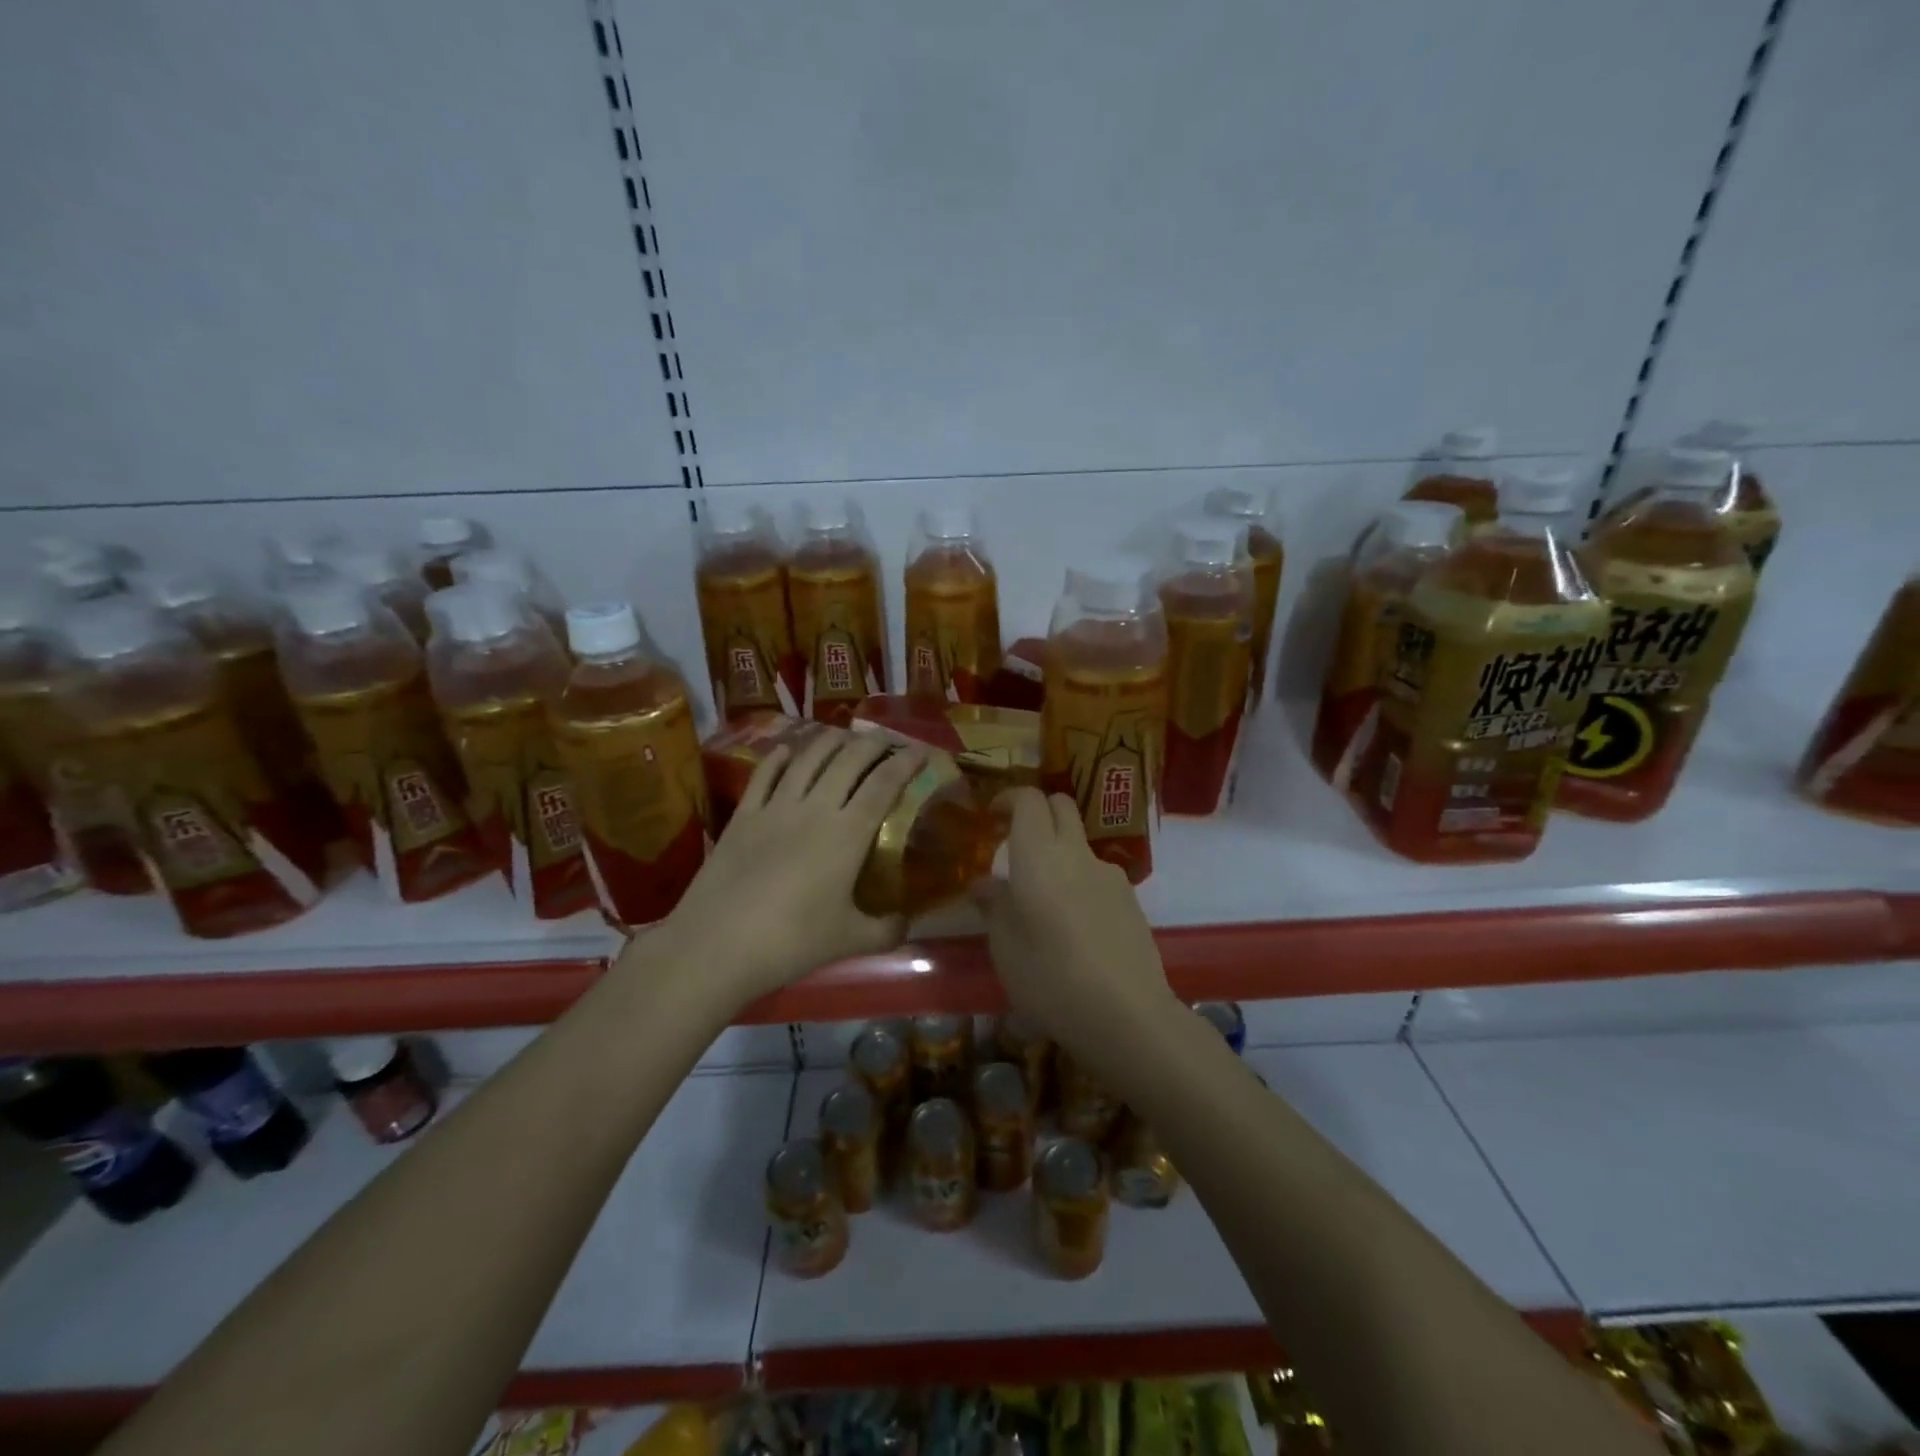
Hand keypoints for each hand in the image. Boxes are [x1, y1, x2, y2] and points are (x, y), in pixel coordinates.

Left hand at [640, 728, 927, 1010]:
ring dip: (831, 741)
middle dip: (873, 744)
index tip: (921, 751)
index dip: (905, 763)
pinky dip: (780, 758)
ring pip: (808, 759)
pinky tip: (788, 751)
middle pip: (849, 761)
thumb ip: (886, 930)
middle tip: (887, 740)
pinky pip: (764, 775)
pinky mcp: (743, 816)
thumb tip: (906, 923)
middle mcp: (815, 808)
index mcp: (848, 833)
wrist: (717, 944)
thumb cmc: (792, 941)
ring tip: (845, 736)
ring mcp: (775, 808)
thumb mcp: (850, 941)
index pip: (884, 785)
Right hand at [975, 787, 1174, 1057]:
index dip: (1008, 799)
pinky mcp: (1132, 898)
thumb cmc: (1049, 977)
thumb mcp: (1004, 947)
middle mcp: (1076, 853)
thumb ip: (994, 906)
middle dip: (1037, 812)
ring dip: (1060, 850)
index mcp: (1038, 855)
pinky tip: (1075, 925)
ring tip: (1044, 897)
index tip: (992, 816)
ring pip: (1080, 842)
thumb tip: (984, 883)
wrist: (1126, 1014)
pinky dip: (1080, 881)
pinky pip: (1098, 874)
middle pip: (1061, 806)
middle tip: (1016, 842)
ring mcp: (1109, 874)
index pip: (1028, 799)